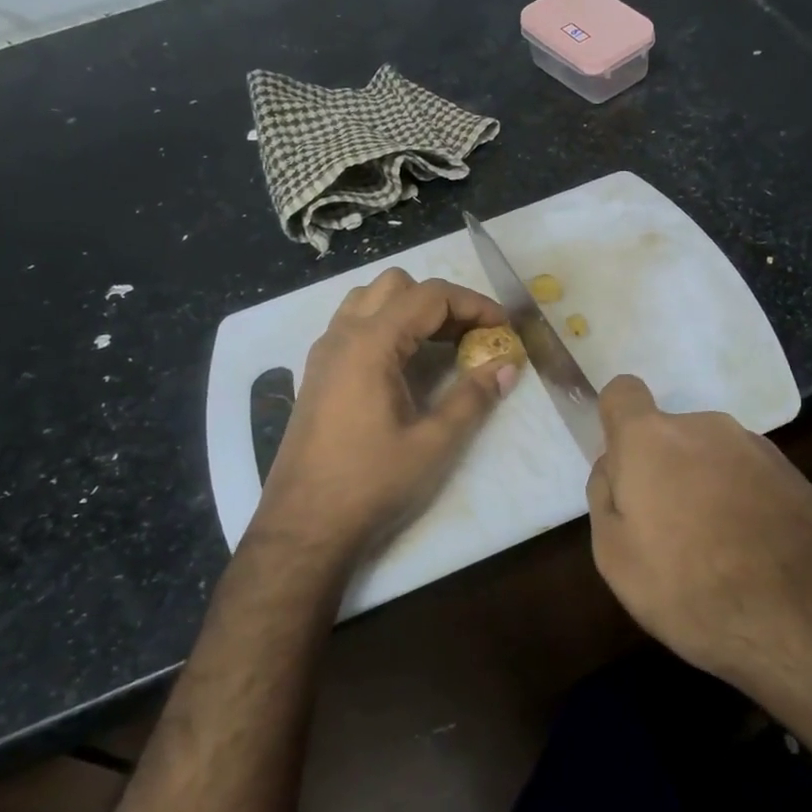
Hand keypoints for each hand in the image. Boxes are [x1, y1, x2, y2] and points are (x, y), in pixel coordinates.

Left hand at [251, 269, 517, 570]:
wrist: (303, 526)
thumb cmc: (371, 483)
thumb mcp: (433, 443)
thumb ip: (473, 398)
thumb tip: (507, 367)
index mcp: (370, 344)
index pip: (429, 296)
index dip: (473, 304)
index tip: (503, 327)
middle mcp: (342, 335)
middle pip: (397, 286)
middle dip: (441, 301)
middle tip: (472, 335)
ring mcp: (324, 352)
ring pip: (370, 299)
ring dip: (410, 308)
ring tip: (441, 343)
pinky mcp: (317, 372)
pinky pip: (353, 324)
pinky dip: (386, 324)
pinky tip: (405, 363)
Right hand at [585, 375, 811, 694]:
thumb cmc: (694, 587)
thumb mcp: (616, 558)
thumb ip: (604, 499)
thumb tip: (613, 468)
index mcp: (653, 439)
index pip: (623, 393)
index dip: (616, 423)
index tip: (622, 469)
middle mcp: (706, 427)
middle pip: (669, 437)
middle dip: (662, 473)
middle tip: (665, 535)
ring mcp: (757, 448)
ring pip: (711, 459)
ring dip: (704, 491)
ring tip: (714, 557)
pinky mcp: (796, 476)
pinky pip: (748, 481)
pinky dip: (741, 507)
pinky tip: (751, 560)